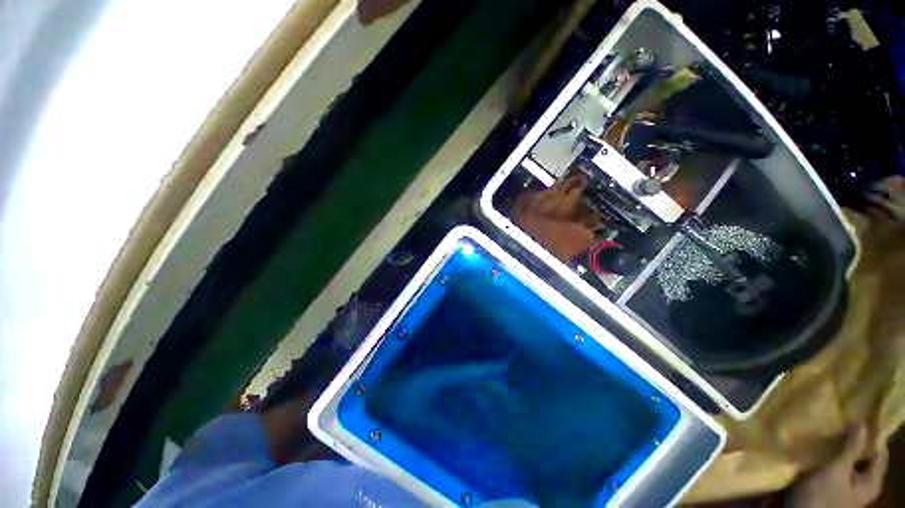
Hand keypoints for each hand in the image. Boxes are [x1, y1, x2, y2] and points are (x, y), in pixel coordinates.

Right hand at [787, 425, 888, 507]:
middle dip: (853, 440)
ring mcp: (845, 488)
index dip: (873, 434)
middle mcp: (863, 484)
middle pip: (862, 457)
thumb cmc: (824, 496)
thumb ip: (851, 449)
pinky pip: (833, 467)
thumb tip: (862, 423)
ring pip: (846, 462)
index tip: (862, 415)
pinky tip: (818, 448)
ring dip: (838, 448)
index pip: (879, 452)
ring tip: (828, 431)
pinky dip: (829, 457)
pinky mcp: (829, 487)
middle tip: (843, 420)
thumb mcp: (836, 471)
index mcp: (872, 482)